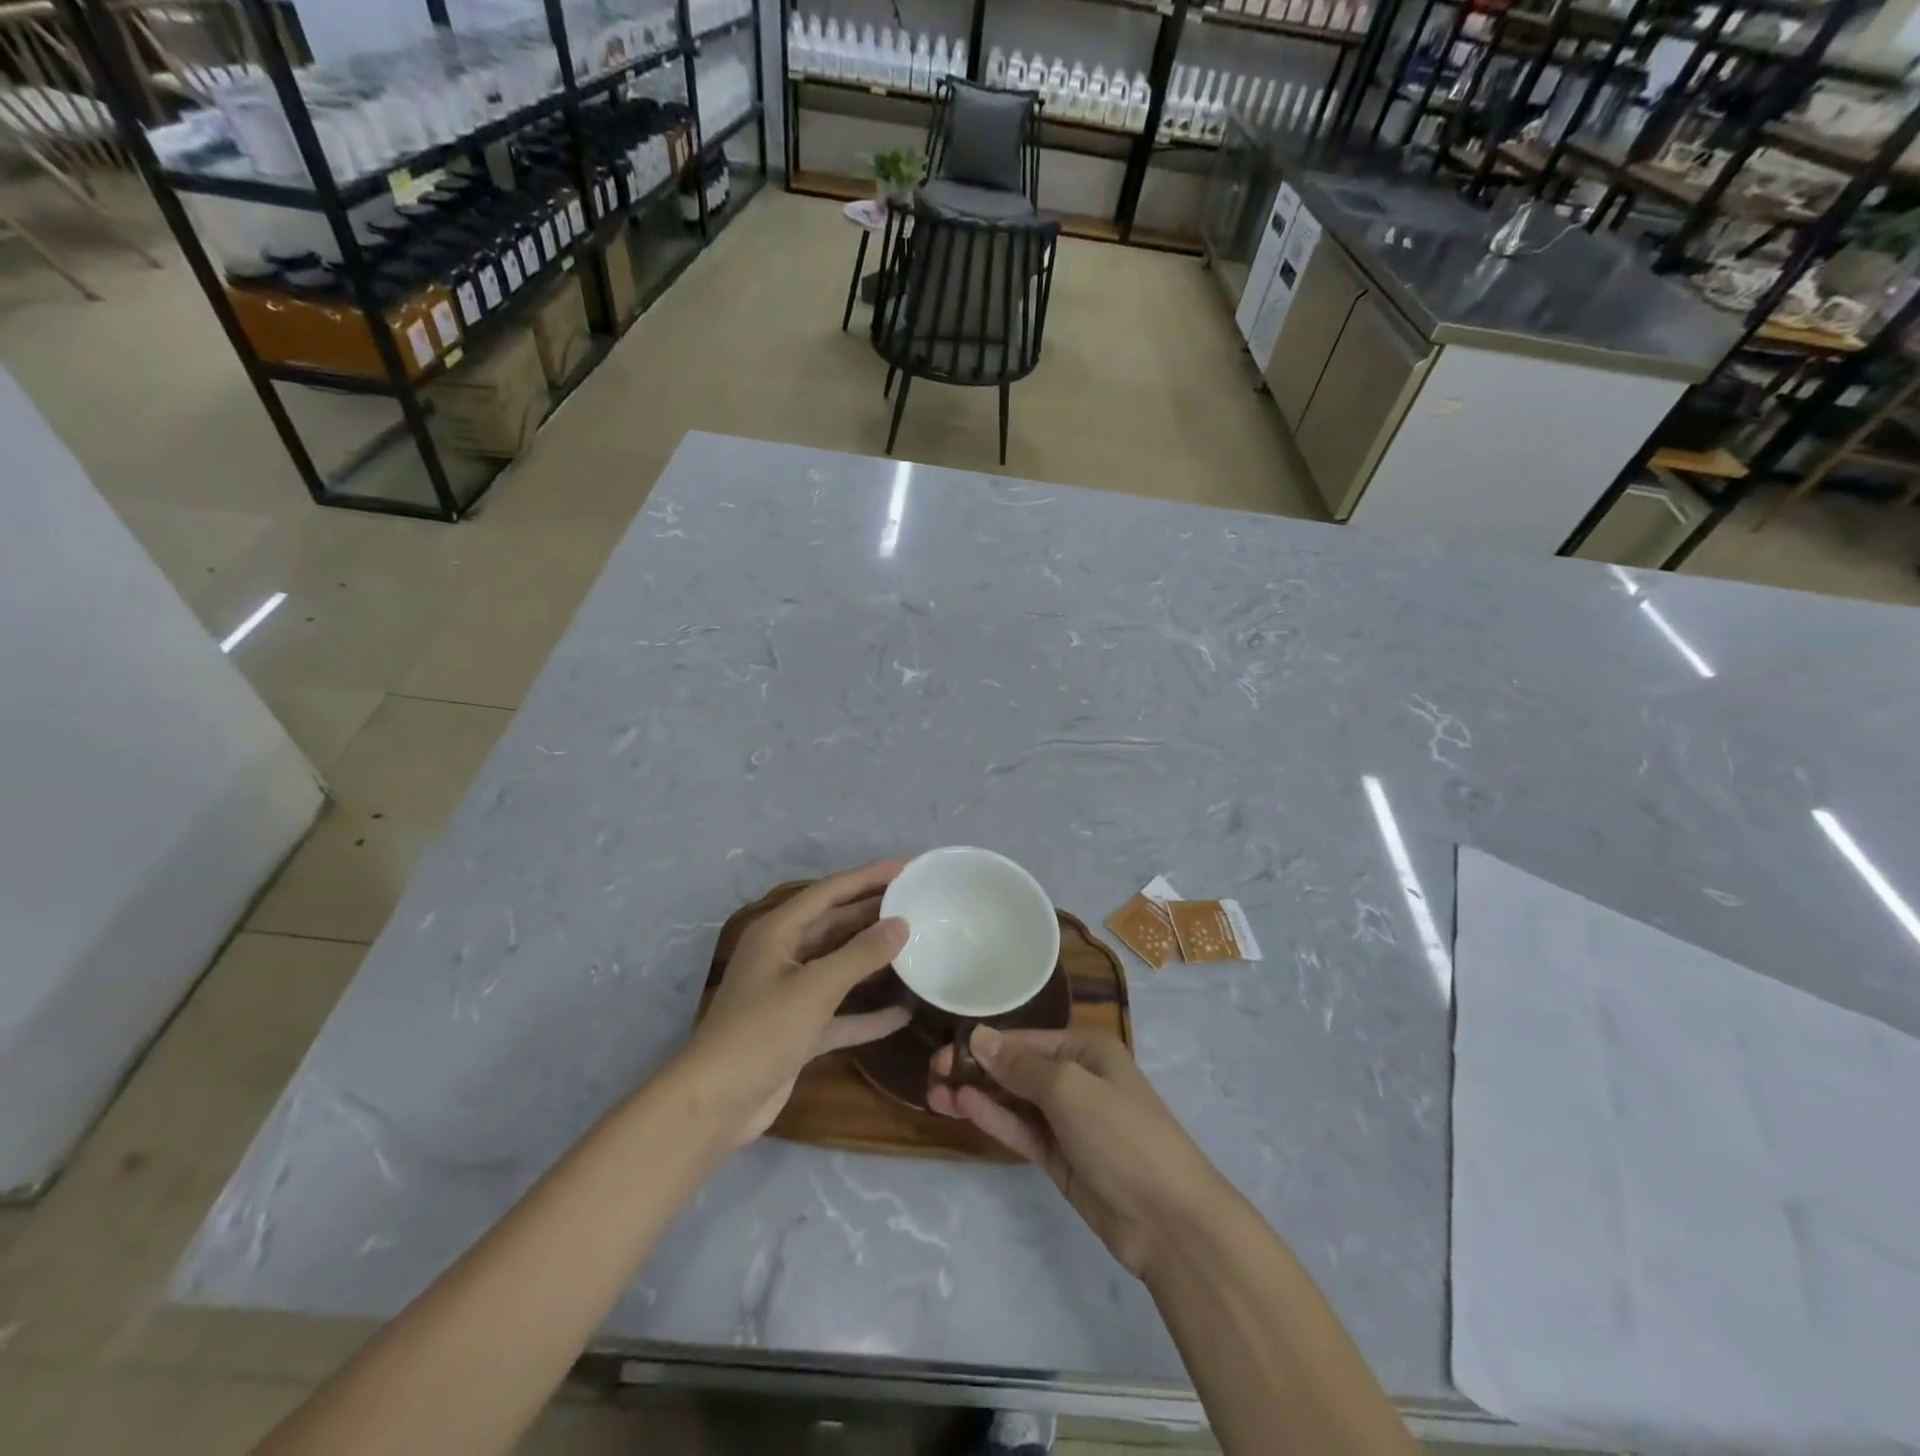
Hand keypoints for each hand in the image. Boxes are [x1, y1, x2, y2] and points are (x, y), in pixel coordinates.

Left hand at [683, 861, 911, 1144]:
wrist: (715, 1104)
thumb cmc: (761, 1032)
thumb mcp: (814, 988)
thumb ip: (860, 955)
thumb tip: (901, 924)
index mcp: (778, 932)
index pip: (828, 892)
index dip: (866, 877)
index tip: (905, 867)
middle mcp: (783, 956)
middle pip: (835, 925)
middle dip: (873, 913)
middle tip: (916, 901)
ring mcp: (791, 994)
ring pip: (840, 966)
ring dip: (873, 959)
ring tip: (916, 945)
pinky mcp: (799, 1030)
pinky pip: (841, 1012)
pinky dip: (867, 1013)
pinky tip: (903, 1013)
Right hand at [929, 1027, 1221, 1278]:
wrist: (1168, 1220)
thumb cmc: (1122, 1134)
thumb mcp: (1070, 1088)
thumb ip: (1021, 1065)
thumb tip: (979, 1037)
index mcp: (1087, 1050)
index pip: (1026, 1039)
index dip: (986, 1044)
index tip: (945, 1050)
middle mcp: (1077, 1078)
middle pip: (1017, 1068)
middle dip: (977, 1068)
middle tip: (932, 1073)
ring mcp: (1068, 1121)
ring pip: (1014, 1101)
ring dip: (978, 1094)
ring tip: (934, 1093)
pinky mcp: (1061, 1158)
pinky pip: (1021, 1130)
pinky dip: (994, 1119)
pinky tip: (963, 1107)